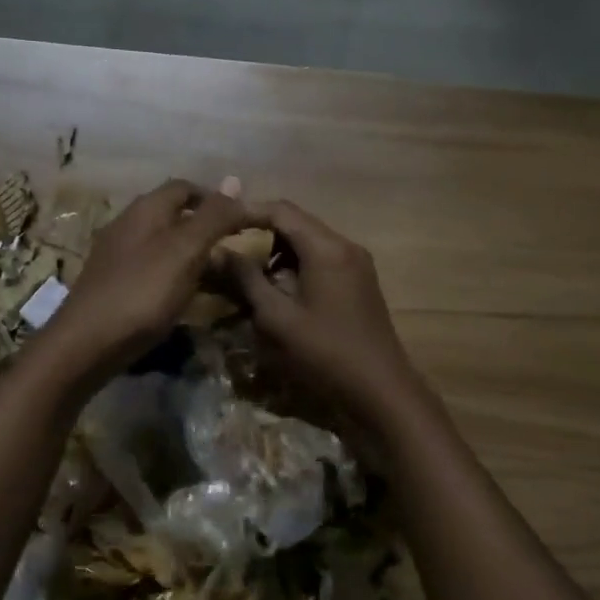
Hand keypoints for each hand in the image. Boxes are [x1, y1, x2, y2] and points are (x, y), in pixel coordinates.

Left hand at [36, 179, 251, 386]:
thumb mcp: (185, 251)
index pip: (186, 187)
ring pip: (164, 245)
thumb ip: (212, 217)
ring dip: (193, 254)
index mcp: (146, 209)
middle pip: (174, 215)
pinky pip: (153, 270)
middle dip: (206, 227)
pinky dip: (176, 276)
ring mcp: (118, 256)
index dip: (217, 198)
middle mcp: (128, 225)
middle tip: (236, 248)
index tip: (245, 218)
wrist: (87, 342)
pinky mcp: (114, 285)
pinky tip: (186, 296)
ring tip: (220, 276)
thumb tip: (235, 178)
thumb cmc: (142, 292)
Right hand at [226, 200, 425, 427]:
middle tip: (233, 256)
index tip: (220, 227)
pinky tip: (284, 294)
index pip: (281, 210)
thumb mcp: (277, 318)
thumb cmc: (324, 352)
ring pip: (310, 243)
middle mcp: (346, 246)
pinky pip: (324, 260)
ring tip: (254, 280)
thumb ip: (247, 280)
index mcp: (326, 248)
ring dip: (280, 254)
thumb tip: (220, 252)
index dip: (247, 213)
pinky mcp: (361, 283)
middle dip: (262, 235)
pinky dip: (299, 267)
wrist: (380, 388)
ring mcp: (358, 264)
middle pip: (297, 223)